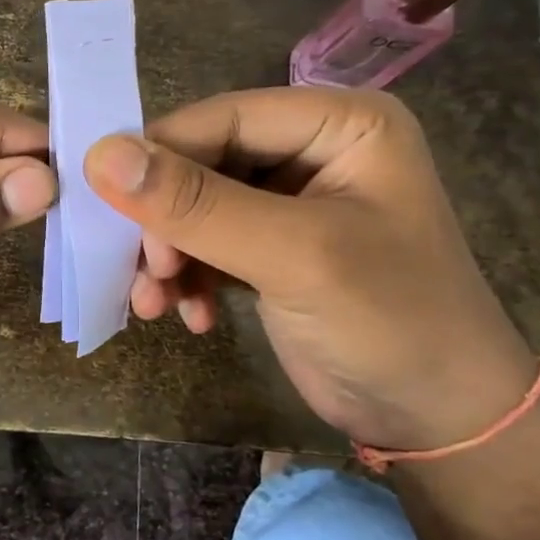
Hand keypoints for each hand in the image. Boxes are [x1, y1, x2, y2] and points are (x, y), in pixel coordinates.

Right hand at [83, 87, 538, 451]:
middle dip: (164, 222)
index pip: (220, 117)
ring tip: (154, 303)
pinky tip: (189, 317)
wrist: (438, 422)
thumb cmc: (390, 322)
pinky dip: (187, 278)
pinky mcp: (270, 248)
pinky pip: (205, 244)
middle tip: (145, 271)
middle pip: (201, 163)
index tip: (104, 207)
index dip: (157, 156)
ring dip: (167, 256)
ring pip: (193, 208)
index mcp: (337, 123)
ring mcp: (289, 202)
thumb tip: (100, 155)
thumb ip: (197, 204)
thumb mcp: (292, 256)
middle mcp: (311, 151)